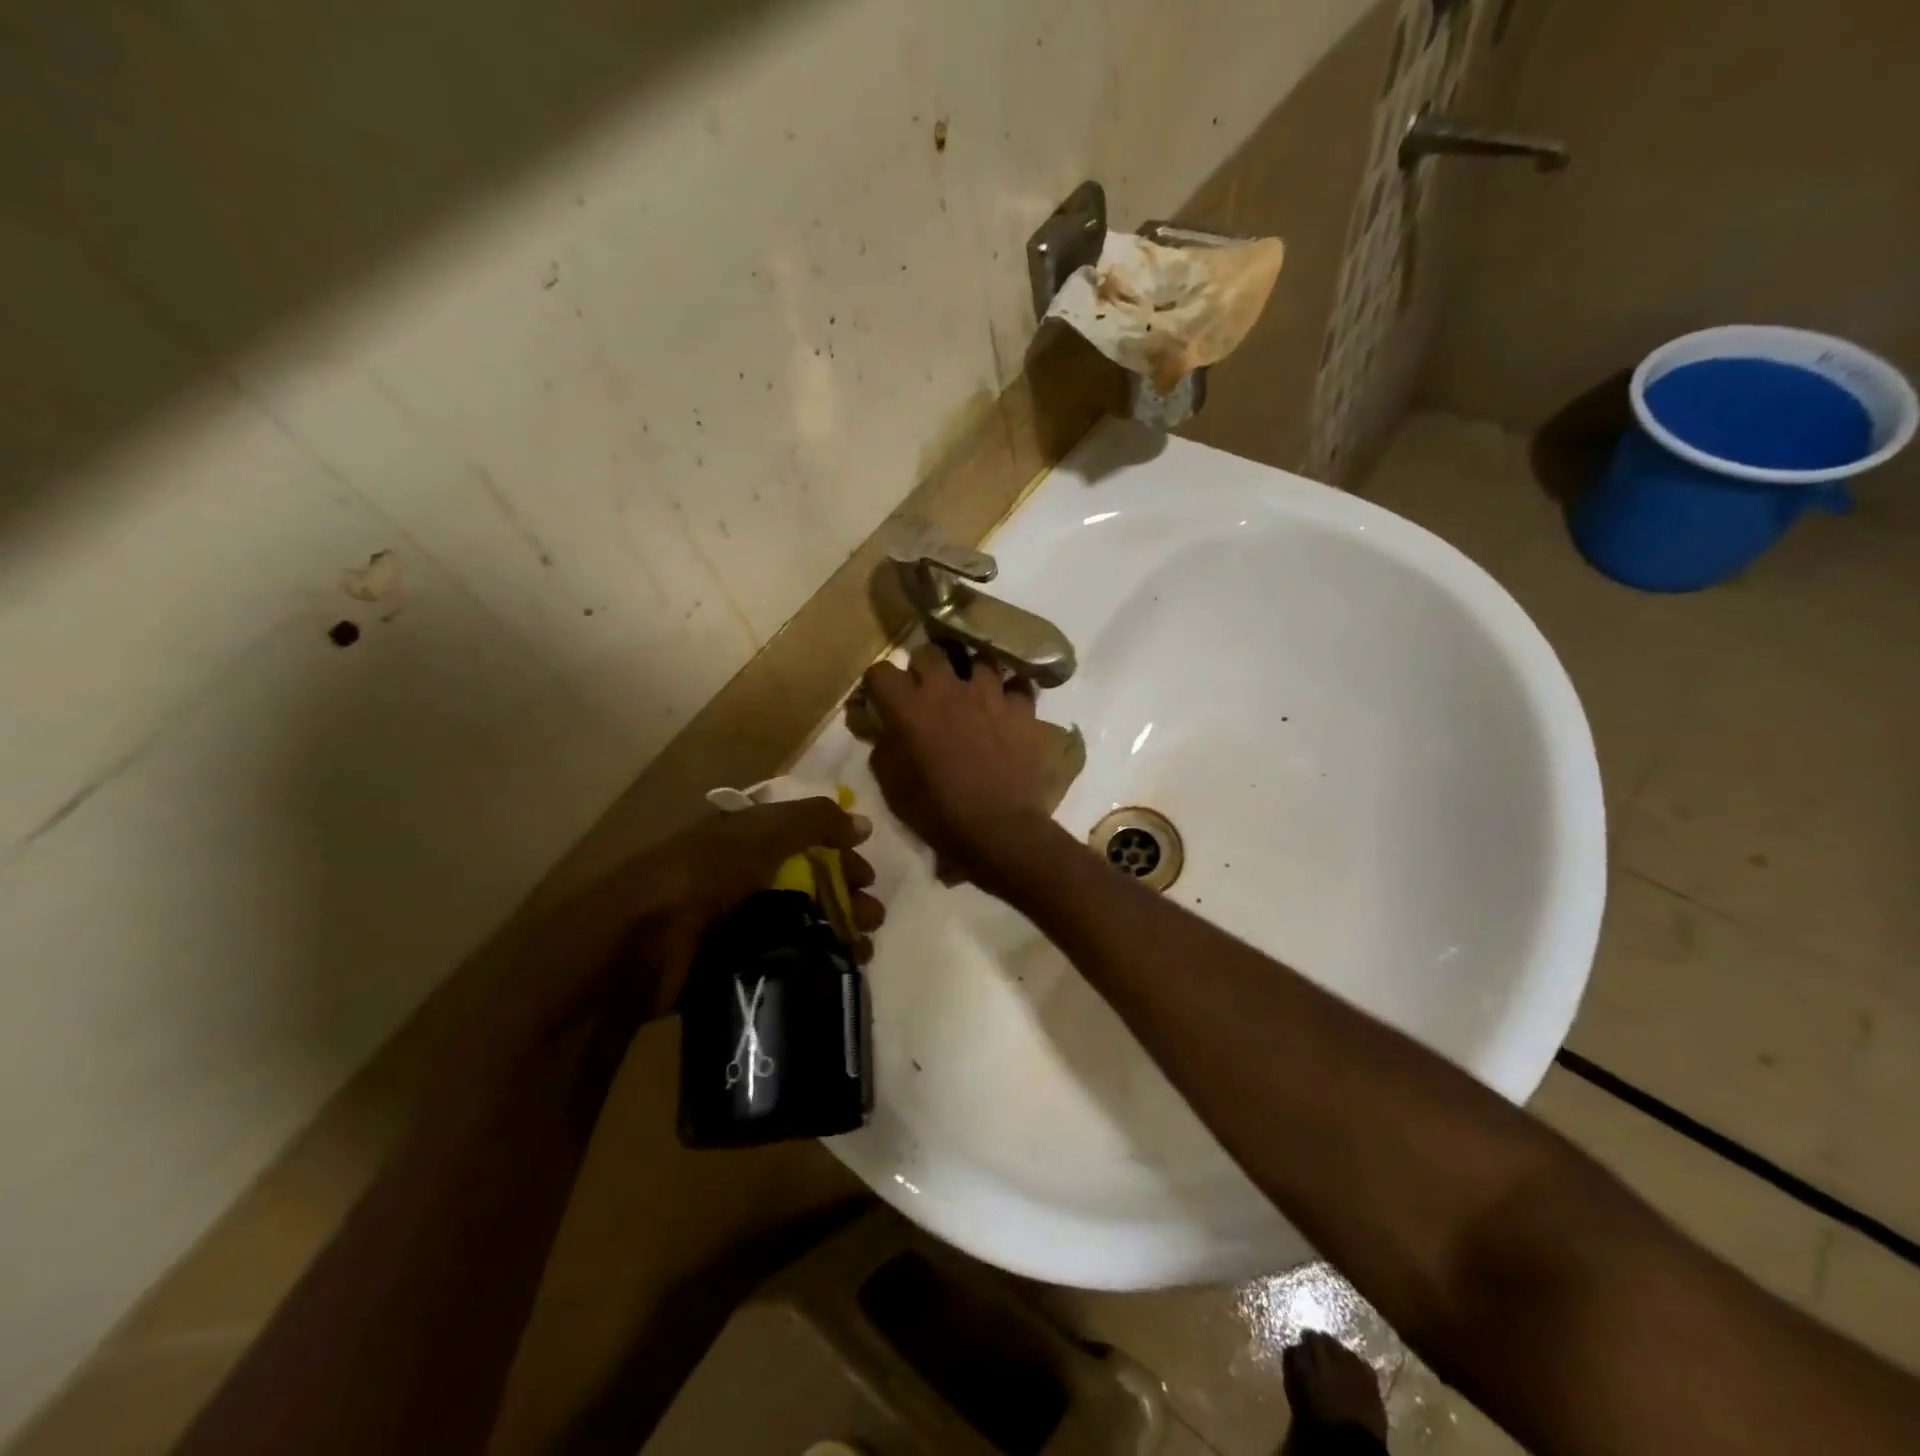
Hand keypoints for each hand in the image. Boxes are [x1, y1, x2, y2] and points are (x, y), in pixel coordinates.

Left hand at [464, 799, 884, 1085]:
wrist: (630, 947)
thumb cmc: (698, 876)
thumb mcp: (758, 835)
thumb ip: (811, 822)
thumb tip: (862, 823)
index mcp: (741, 839)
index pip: (802, 838)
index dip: (838, 851)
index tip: (868, 874)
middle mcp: (737, 876)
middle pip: (805, 881)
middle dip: (844, 895)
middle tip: (873, 917)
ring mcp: (730, 921)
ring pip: (796, 921)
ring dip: (834, 931)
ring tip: (863, 950)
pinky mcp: (725, 963)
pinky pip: (779, 957)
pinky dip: (809, 961)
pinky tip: (834, 970)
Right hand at [862, 643, 1059, 893]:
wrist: (999, 829)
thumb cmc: (938, 812)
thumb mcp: (893, 784)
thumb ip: (881, 744)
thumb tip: (874, 722)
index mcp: (910, 707)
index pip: (881, 671)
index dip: (877, 684)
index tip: (880, 698)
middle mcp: (949, 689)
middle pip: (930, 652)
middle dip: (924, 667)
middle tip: (926, 690)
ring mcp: (990, 694)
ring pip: (978, 659)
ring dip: (970, 674)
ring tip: (972, 693)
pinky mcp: (1023, 709)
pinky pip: (1017, 686)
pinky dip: (1010, 694)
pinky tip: (1007, 708)